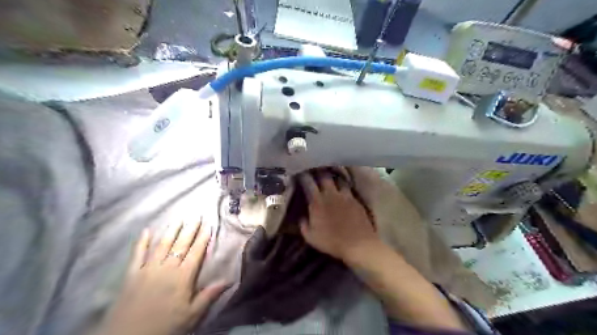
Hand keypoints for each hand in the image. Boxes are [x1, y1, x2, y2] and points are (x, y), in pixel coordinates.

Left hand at [100, 220, 226, 334]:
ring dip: (171, 230)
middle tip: (196, 216)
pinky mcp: (131, 274)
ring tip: (179, 218)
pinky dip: (141, 242)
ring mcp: (148, 269)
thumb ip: (209, 295)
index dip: (203, 239)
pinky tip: (146, 231)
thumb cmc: (165, 326)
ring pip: (162, 245)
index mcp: (183, 277)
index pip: (196, 252)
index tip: (209, 226)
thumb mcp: (192, 314)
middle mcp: (167, 268)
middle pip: (181, 245)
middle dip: (190, 229)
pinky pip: (137, 254)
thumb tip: (229, 280)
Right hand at [298, 172, 377, 261]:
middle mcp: (331, 194)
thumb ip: (303, 224)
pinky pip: (348, 186)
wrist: (358, 244)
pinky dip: (343, 184)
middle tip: (315, 168)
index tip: (299, 172)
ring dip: (333, 175)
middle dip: (318, 170)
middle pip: (324, 175)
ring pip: (338, 178)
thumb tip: (301, 216)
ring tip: (330, 174)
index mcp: (317, 202)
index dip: (303, 175)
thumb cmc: (332, 242)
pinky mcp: (355, 199)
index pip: (308, 182)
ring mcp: (345, 195)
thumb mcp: (310, 237)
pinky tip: (342, 186)